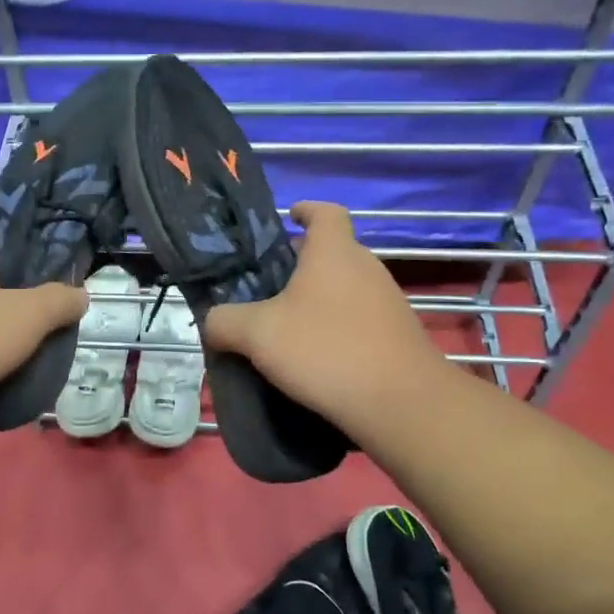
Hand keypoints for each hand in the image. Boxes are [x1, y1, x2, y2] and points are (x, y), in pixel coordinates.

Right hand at [203, 202, 444, 440]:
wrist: (400, 403)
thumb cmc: (325, 350)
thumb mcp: (257, 334)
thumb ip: (224, 322)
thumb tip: (213, 323)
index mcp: (333, 252)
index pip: (325, 212)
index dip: (306, 210)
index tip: (288, 218)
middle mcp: (365, 267)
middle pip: (332, 252)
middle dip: (301, 263)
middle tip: (267, 286)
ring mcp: (387, 301)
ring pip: (345, 287)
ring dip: (318, 298)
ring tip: (286, 326)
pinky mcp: (397, 335)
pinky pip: (359, 318)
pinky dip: (336, 326)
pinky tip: (315, 356)